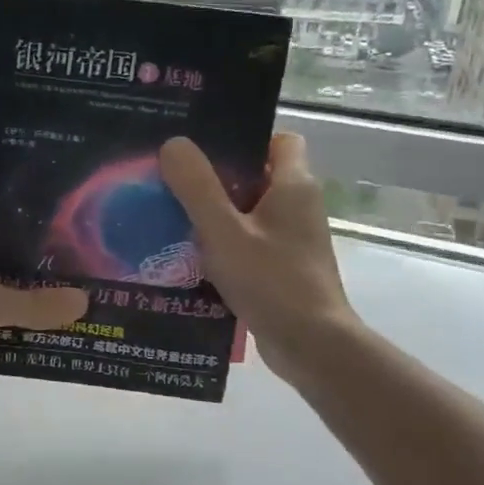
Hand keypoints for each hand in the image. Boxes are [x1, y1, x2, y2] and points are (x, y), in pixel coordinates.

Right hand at [159, 133, 360, 383]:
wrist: (311, 346)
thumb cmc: (271, 280)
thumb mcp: (223, 230)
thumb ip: (197, 186)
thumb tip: (174, 143)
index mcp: (294, 185)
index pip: (279, 140)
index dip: (246, 138)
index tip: (206, 149)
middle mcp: (299, 207)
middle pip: (257, 176)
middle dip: (216, 178)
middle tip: (174, 179)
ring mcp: (293, 240)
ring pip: (249, 212)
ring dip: (215, 215)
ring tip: (171, 216)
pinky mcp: (284, 268)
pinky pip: (249, 242)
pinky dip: (224, 244)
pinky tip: (189, 255)